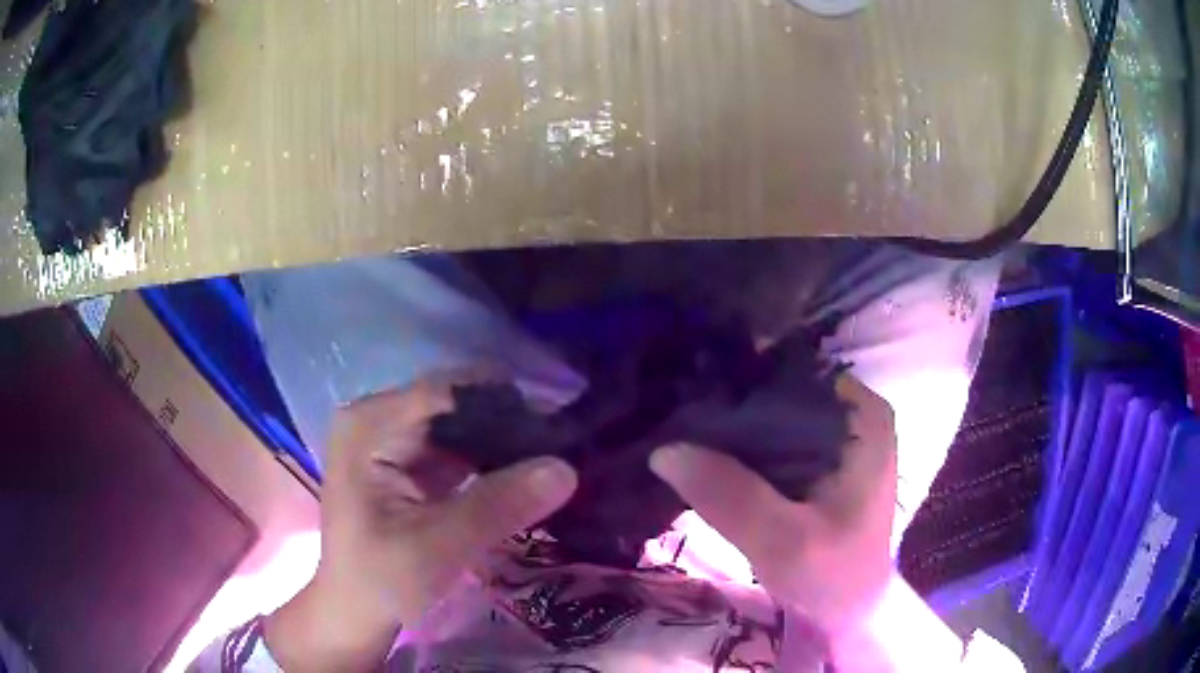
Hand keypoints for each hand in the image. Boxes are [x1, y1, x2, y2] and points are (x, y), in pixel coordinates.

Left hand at [264, 373, 577, 671]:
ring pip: (460, 425)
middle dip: (506, 426)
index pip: (447, 392)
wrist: (356, 611)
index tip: (558, 429)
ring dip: (502, 445)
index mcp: (369, 424)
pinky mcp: (405, 462)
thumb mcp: (439, 546)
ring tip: (551, 461)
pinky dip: (489, 462)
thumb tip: (566, 467)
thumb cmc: (382, 580)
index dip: (503, 404)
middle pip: (455, 404)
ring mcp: (390, 438)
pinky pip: (457, 448)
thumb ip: (498, 505)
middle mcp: (378, 418)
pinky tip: (523, 475)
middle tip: (561, 451)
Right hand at [650, 374, 896, 642]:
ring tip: (679, 430)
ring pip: (773, 412)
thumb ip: (731, 496)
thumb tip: (664, 449)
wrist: (850, 609)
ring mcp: (838, 434)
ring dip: (731, 426)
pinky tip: (705, 455)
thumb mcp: (782, 543)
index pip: (790, 372)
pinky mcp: (822, 458)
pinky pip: (773, 438)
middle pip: (780, 389)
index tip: (687, 397)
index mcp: (861, 416)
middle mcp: (853, 412)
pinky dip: (740, 446)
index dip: (737, 380)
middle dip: (729, 403)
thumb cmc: (831, 577)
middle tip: (673, 416)